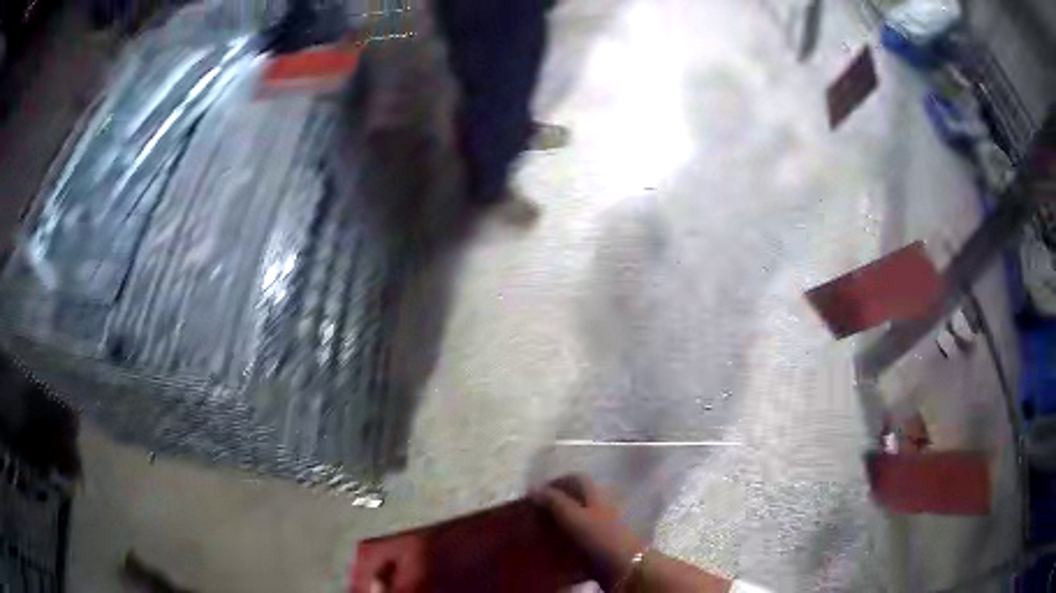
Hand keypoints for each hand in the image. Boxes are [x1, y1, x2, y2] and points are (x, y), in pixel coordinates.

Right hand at [533, 475, 645, 588]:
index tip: (536, 492)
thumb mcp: (574, 517)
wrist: (625, 567)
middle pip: (577, 500)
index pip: (576, 480)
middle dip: (555, 504)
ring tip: (539, 533)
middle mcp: (600, 507)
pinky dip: (566, 542)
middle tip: (534, 514)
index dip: (557, 482)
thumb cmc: (600, 537)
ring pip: (578, 520)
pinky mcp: (601, 546)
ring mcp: (603, 527)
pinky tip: (553, 550)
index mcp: (595, 496)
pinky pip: (580, 540)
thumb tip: (533, 488)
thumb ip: (554, 501)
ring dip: (559, 525)